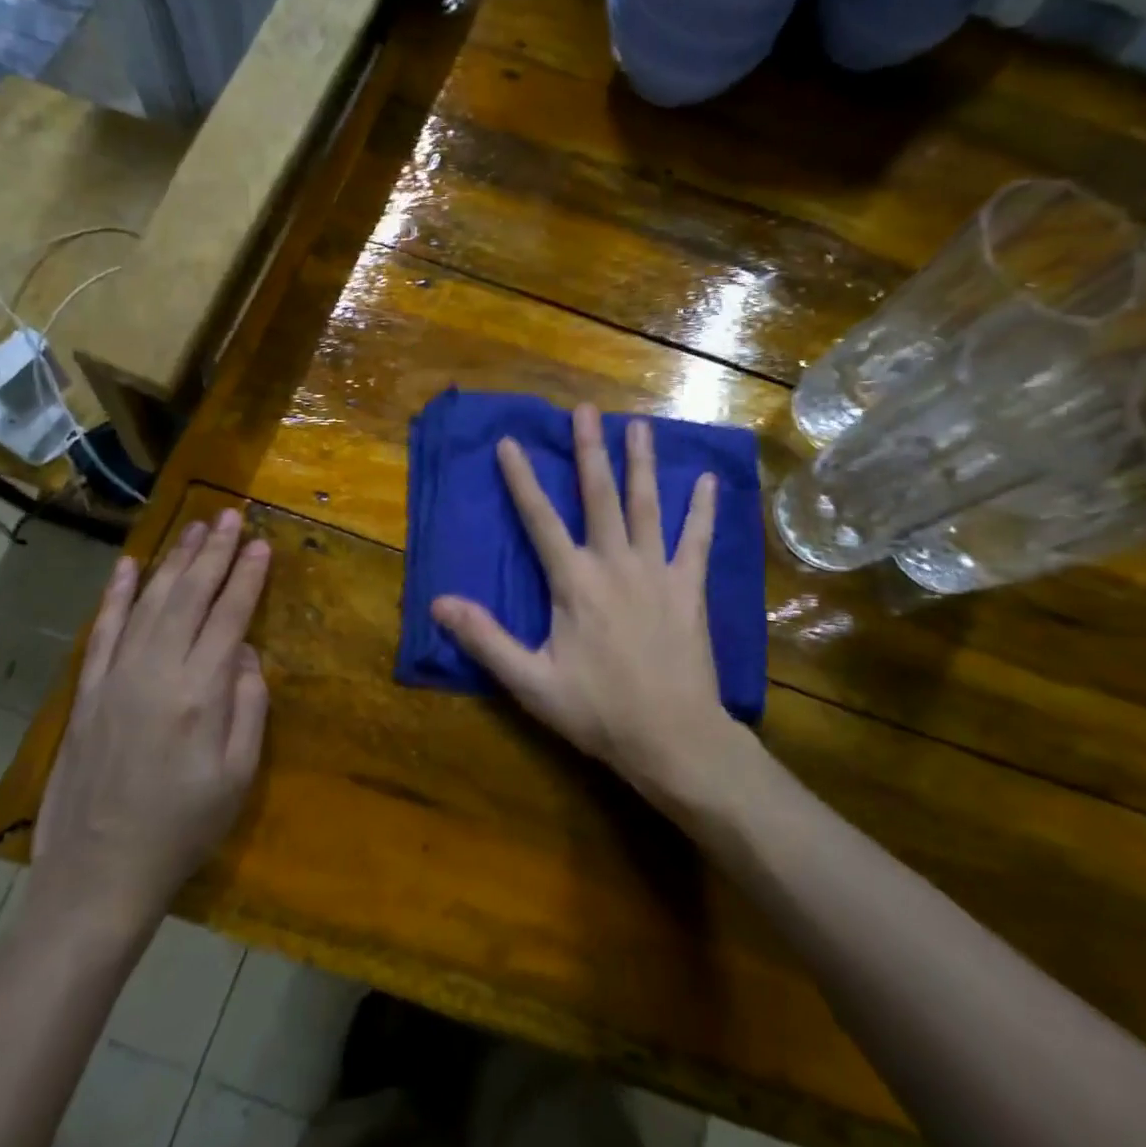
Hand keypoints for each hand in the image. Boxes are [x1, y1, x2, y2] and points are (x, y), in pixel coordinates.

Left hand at [30, 510, 270, 945]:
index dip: (247, 576)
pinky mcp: (87, 693)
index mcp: (200, 692)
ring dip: (173, 561)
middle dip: (213, 552)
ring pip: (150, 602)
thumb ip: (249, 705)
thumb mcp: (239, 774)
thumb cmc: (184, 828)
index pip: (229, 615)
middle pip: (189, 596)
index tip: (261, 543)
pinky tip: (130, 566)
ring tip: (193, 527)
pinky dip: (118, 595)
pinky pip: (104, 631)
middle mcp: (156, 672)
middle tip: (230, 515)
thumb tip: (246, 652)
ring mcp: (115, 678)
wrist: (99, 876)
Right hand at [431, 404, 739, 807]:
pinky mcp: (690, 587)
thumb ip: (485, 639)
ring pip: (647, 505)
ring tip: (640, 425)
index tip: (509, 442)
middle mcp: (615, 563)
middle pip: (599, 496)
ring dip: (641, 463)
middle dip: (589, 451)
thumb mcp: (530, 682)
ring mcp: (657, 571)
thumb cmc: (598, 711)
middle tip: (585, 410)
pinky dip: (702, 509)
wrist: (672, 737)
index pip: (540, 520)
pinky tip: (706, 480)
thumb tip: (439, 603)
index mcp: (574, 582)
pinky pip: (697, 540)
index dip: (521, 480)